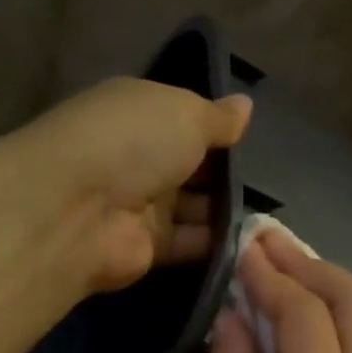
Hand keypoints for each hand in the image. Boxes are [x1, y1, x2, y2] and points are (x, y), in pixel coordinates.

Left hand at [17, 76, 251, 293]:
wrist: (79, 211)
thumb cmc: (132, 142)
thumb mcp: (184, 113)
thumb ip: (218, 117)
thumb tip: (245, 105)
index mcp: (138, 114)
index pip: (183, 119)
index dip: (216, 128)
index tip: (252, 138)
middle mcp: (137, 158)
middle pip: (191, 166)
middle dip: (226, 173)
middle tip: (271, 179)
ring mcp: (140, 205)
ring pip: (194, 207)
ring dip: (226, 209)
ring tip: (270, 212)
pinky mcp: (147, 247)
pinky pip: (191, 242)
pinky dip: (219, 242)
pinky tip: (253, 240)